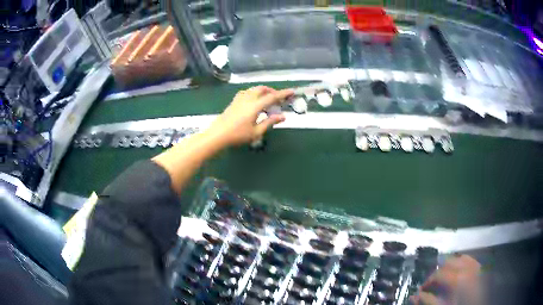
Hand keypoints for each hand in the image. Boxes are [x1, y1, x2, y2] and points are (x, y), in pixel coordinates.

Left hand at [207, 86, 293, 146]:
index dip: (283, 94)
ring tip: (267, 99)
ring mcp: (239, 99)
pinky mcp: (234, 101)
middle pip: (262, 89)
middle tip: (278, 98)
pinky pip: (246, 92)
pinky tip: (253, 100)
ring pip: (253, 89)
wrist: (217, 135)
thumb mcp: (256, 132)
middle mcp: (248, 99)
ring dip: (263, 91)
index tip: (291, 91)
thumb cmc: (238, 135)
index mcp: (255, 106)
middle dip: (272, 91)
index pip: (272, 97)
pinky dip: (254, 92)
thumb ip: (269, 122)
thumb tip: (283, 116)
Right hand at [410, 255, 481, 304]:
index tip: (422, 289)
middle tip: (433, 285)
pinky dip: (462, 264)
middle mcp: (468, 267)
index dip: (428, 281)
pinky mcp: (481, 268)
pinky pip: (470, 260)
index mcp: (458, 278)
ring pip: (460, 258)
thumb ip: (428, 300)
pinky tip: (459, 274)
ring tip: (445, 279)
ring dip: (450, 266)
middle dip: (438, 272)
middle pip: (449, 262)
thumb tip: (414, 295)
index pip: (438, 273)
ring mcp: (477, 265)